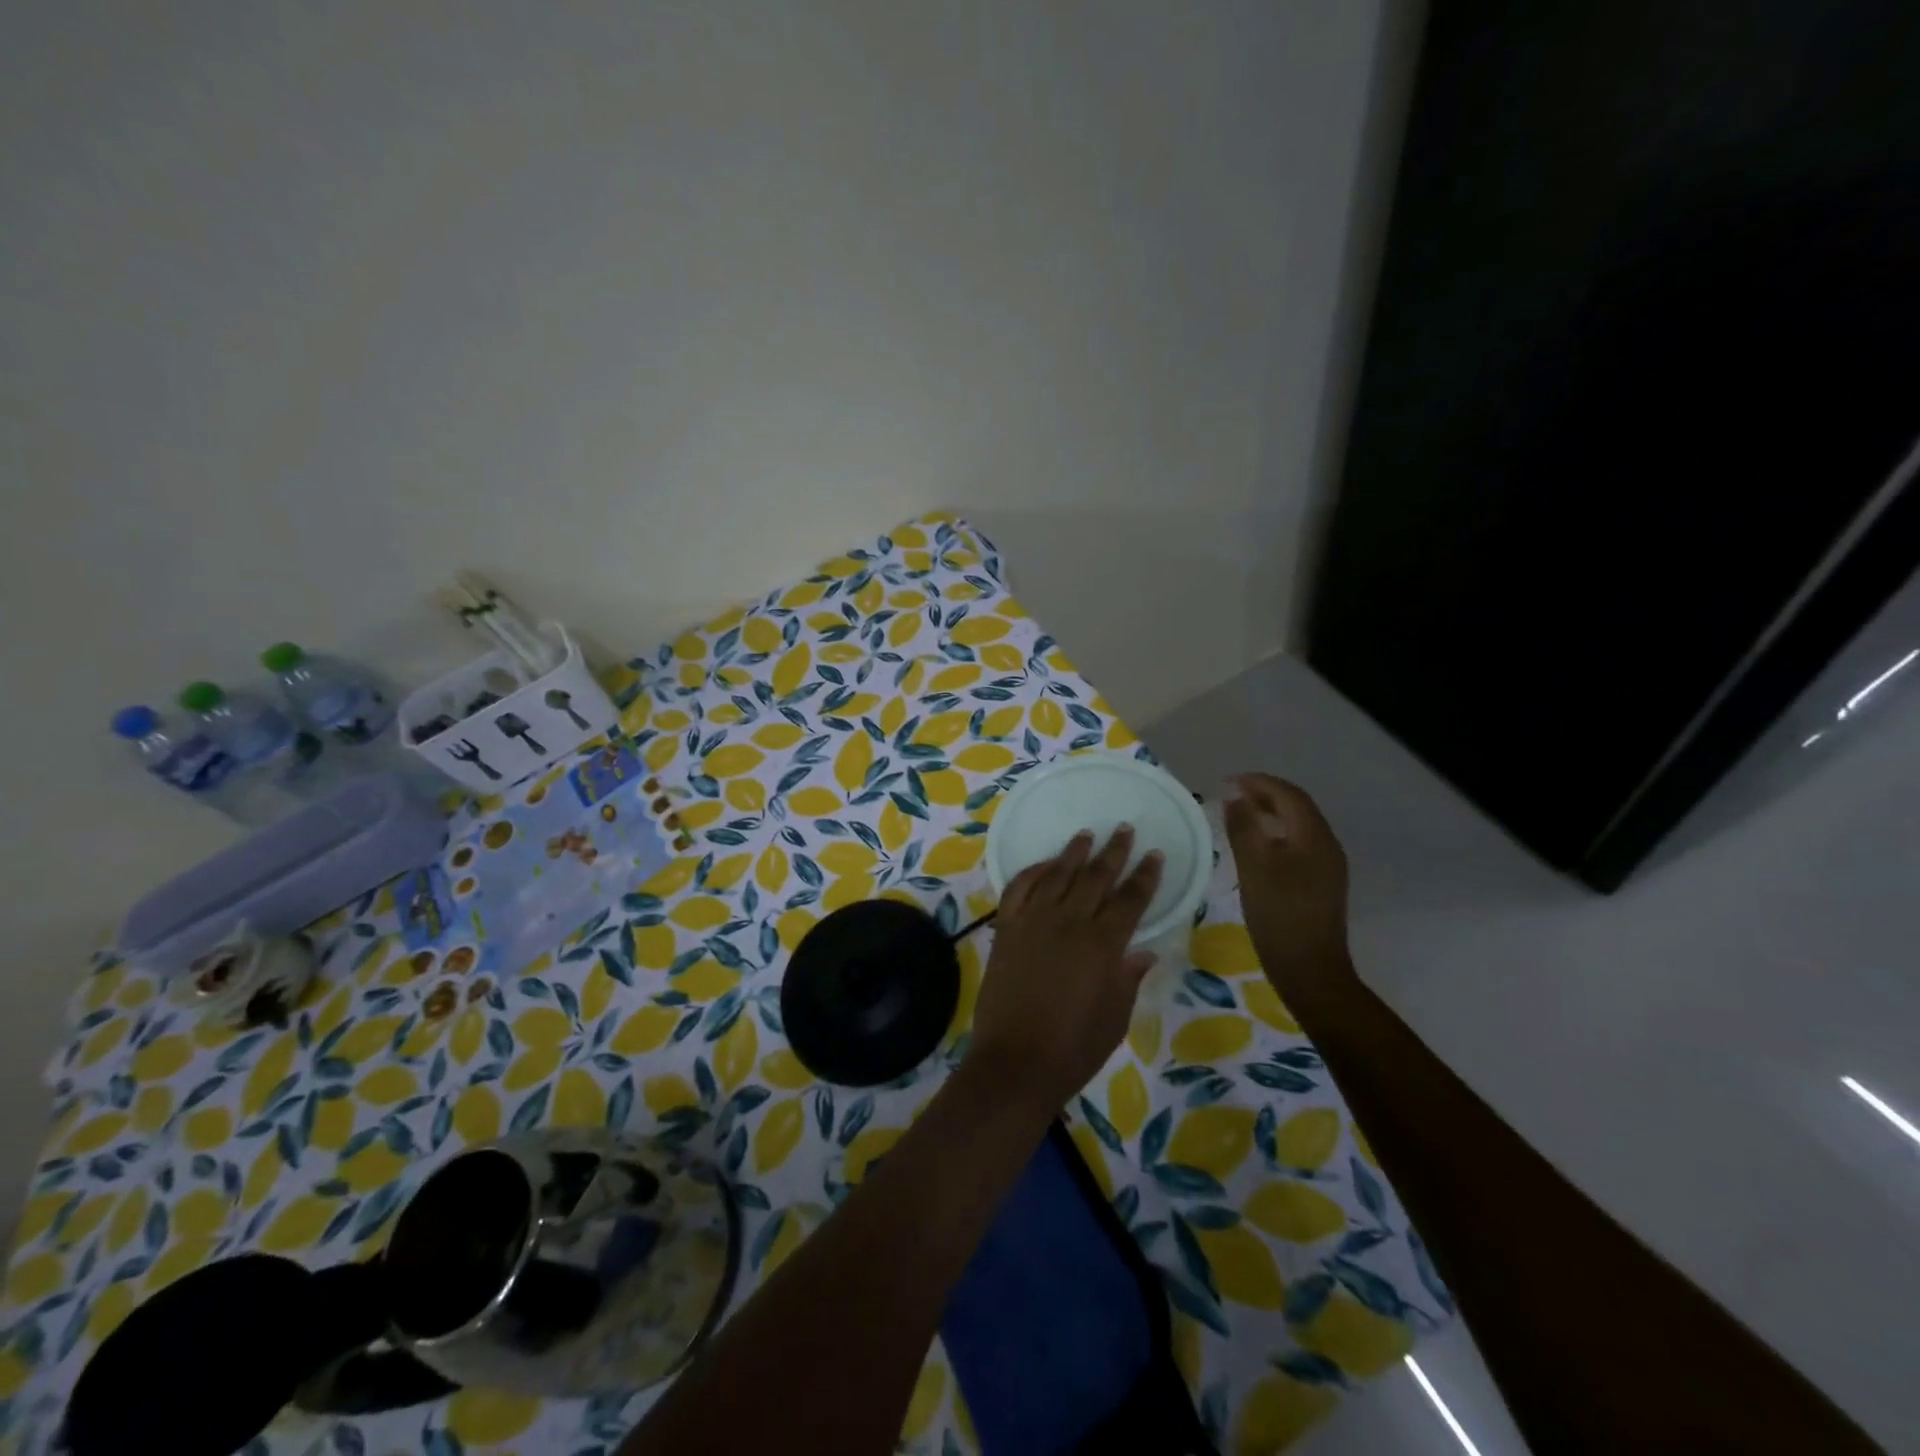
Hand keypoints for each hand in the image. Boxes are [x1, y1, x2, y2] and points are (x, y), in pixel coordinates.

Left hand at [969, 828, 1163, 1109]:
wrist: (1015, 1061)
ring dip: (1074, 853)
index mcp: (1103, 945)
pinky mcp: (1006, 929)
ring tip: (1086, 834)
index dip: (1145, 876)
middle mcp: (1069, 923)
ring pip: (1057, 875)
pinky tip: (1044, 864)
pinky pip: (1018, 889)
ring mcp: (1033, 922)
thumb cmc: (1074, 1048)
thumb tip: (1144, 952)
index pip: (1130, 900)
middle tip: (1124, 829)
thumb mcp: (1115, 1018)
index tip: (1154, 855)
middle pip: (1096, 877)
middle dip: (1114, 852)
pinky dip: (1032, 872)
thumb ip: (1128, 978)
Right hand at [1224, 775, 1355, 1001]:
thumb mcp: (1253, 867)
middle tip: (1231, 794)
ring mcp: (1327, 867)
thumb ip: (1244, 827)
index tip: (1228, 782)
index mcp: (1314, 837)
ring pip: (1298, 827)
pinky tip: (1256, 847)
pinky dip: (1276, 835)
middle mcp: (1327, 846)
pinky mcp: (1321, 885)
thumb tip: (1236, 798)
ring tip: (1240, 815)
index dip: (1259, 782)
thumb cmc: (1279, 915)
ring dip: (1270, 814)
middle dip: (1265, 795)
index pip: (1289, 795)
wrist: (1310, 970)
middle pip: (1297, 808)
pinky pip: (1298, 845)